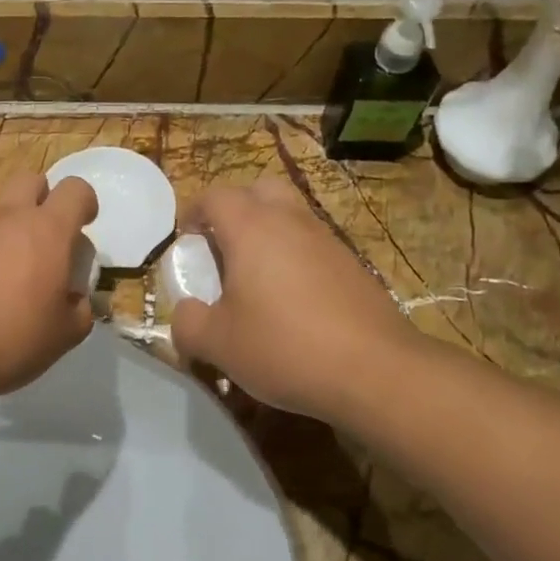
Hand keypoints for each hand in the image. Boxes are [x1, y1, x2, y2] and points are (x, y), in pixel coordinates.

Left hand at [0, 172, 98, 403]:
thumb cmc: (8, 341)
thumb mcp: (63, 336)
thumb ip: (80, 309)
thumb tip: (77, 299)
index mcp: (47, 231)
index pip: (75, 189)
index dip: (84, 203)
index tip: (82, 226)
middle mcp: (7, 216)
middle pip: (31, 180)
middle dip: (42, 200)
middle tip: (41, 239)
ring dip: (4, 228)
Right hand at [170, 180, 420, 420]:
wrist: (376, 370)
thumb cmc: (285, 347)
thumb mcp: (219, 344)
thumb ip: (188, 324)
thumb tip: (184, 313)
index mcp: (251, 228)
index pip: (215, 196)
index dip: (194, 212)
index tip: (186, 240)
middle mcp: (290, 221)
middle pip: (259, 190)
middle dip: (236, 209)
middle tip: (223, 246)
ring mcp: (327, 239)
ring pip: (291, 215)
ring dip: (269, 232)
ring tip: (256, 277)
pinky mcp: (352, 264)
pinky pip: (313, 244)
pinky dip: (296, 257)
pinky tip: (293, 300)